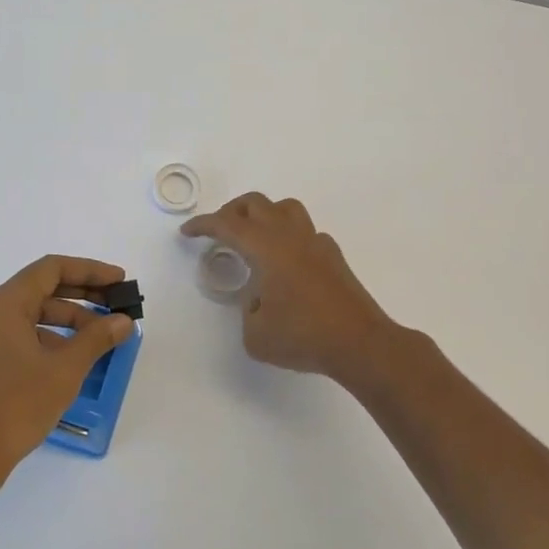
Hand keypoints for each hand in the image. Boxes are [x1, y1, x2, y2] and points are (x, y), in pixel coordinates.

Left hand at [0, 254, 133, 485]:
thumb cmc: (15, 406)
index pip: (52, 269)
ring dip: (70, 320)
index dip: (90, 271)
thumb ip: (96, 338)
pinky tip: (75, 358)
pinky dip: (52, 338)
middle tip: (117, 306)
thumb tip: (123, 321)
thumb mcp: (64, 370)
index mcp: (4, 303)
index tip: (119, 281)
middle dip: (83, 295)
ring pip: (34, 314)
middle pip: (43, 288)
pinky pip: (24, 334)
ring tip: (103, 337)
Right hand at [181, 193, 402, 386]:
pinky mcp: (333, 257)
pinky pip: (305, 232)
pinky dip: (288, 237)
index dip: (203, 225)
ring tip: (253, 238)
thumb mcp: (256, 335)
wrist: (360, 344)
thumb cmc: (303, 337)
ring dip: (263, 215)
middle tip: (218, 232)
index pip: (227, 225)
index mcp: (267, 248)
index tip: (188, 232)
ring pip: (285, 208)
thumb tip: (259, 299)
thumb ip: (247, 311)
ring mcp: (316, 243)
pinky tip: (285, 264)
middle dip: (231, 212)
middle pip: (256, 204)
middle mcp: (290, 236)